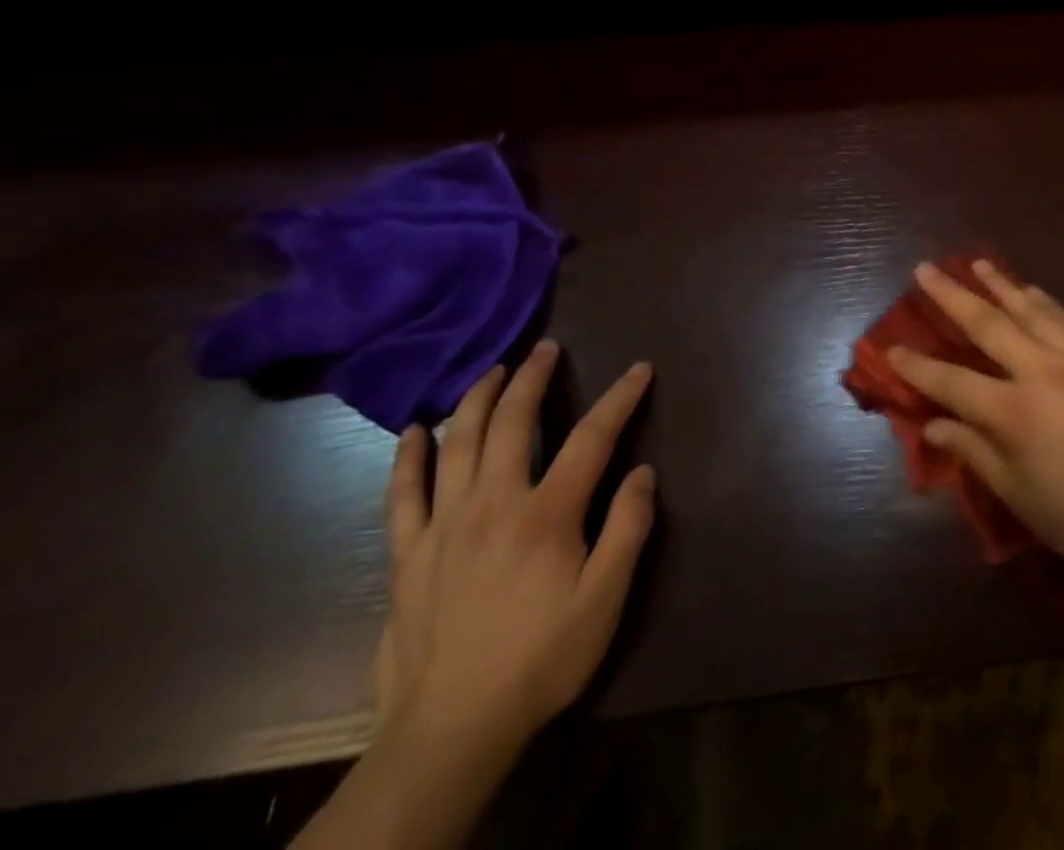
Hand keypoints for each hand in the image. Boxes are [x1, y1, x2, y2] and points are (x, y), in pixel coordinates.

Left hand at [376, 341, 655, 763]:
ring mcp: (443, 527)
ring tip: (492, 370)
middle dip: (532, 378)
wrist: (450, 732)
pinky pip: (402, 495)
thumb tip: (644, 472)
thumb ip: (628, 529)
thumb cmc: (541, 659)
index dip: (620, 399)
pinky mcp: (407, 556)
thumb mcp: (606, 600)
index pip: (592, 438)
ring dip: (477, 399)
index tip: (639, 369)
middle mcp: (492, 505)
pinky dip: (408, 457)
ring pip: (458, 444)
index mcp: (546, 514)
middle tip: (546, 348)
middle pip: (513, 423)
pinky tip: (414, 431)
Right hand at [889, 259, 1063, 583]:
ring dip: (998, 284)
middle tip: (925, 270)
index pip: (952, 382)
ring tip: (976, 263)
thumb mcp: (1021, 497)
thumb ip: (975, 453)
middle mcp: (1042, 371)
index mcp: (1014, 413)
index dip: (917, 366)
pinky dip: (1044, 301)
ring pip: (1030, 309)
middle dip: (950, 295)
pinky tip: (1031, 289)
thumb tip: (934, 424)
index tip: (891, 347)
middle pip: (987, 324)